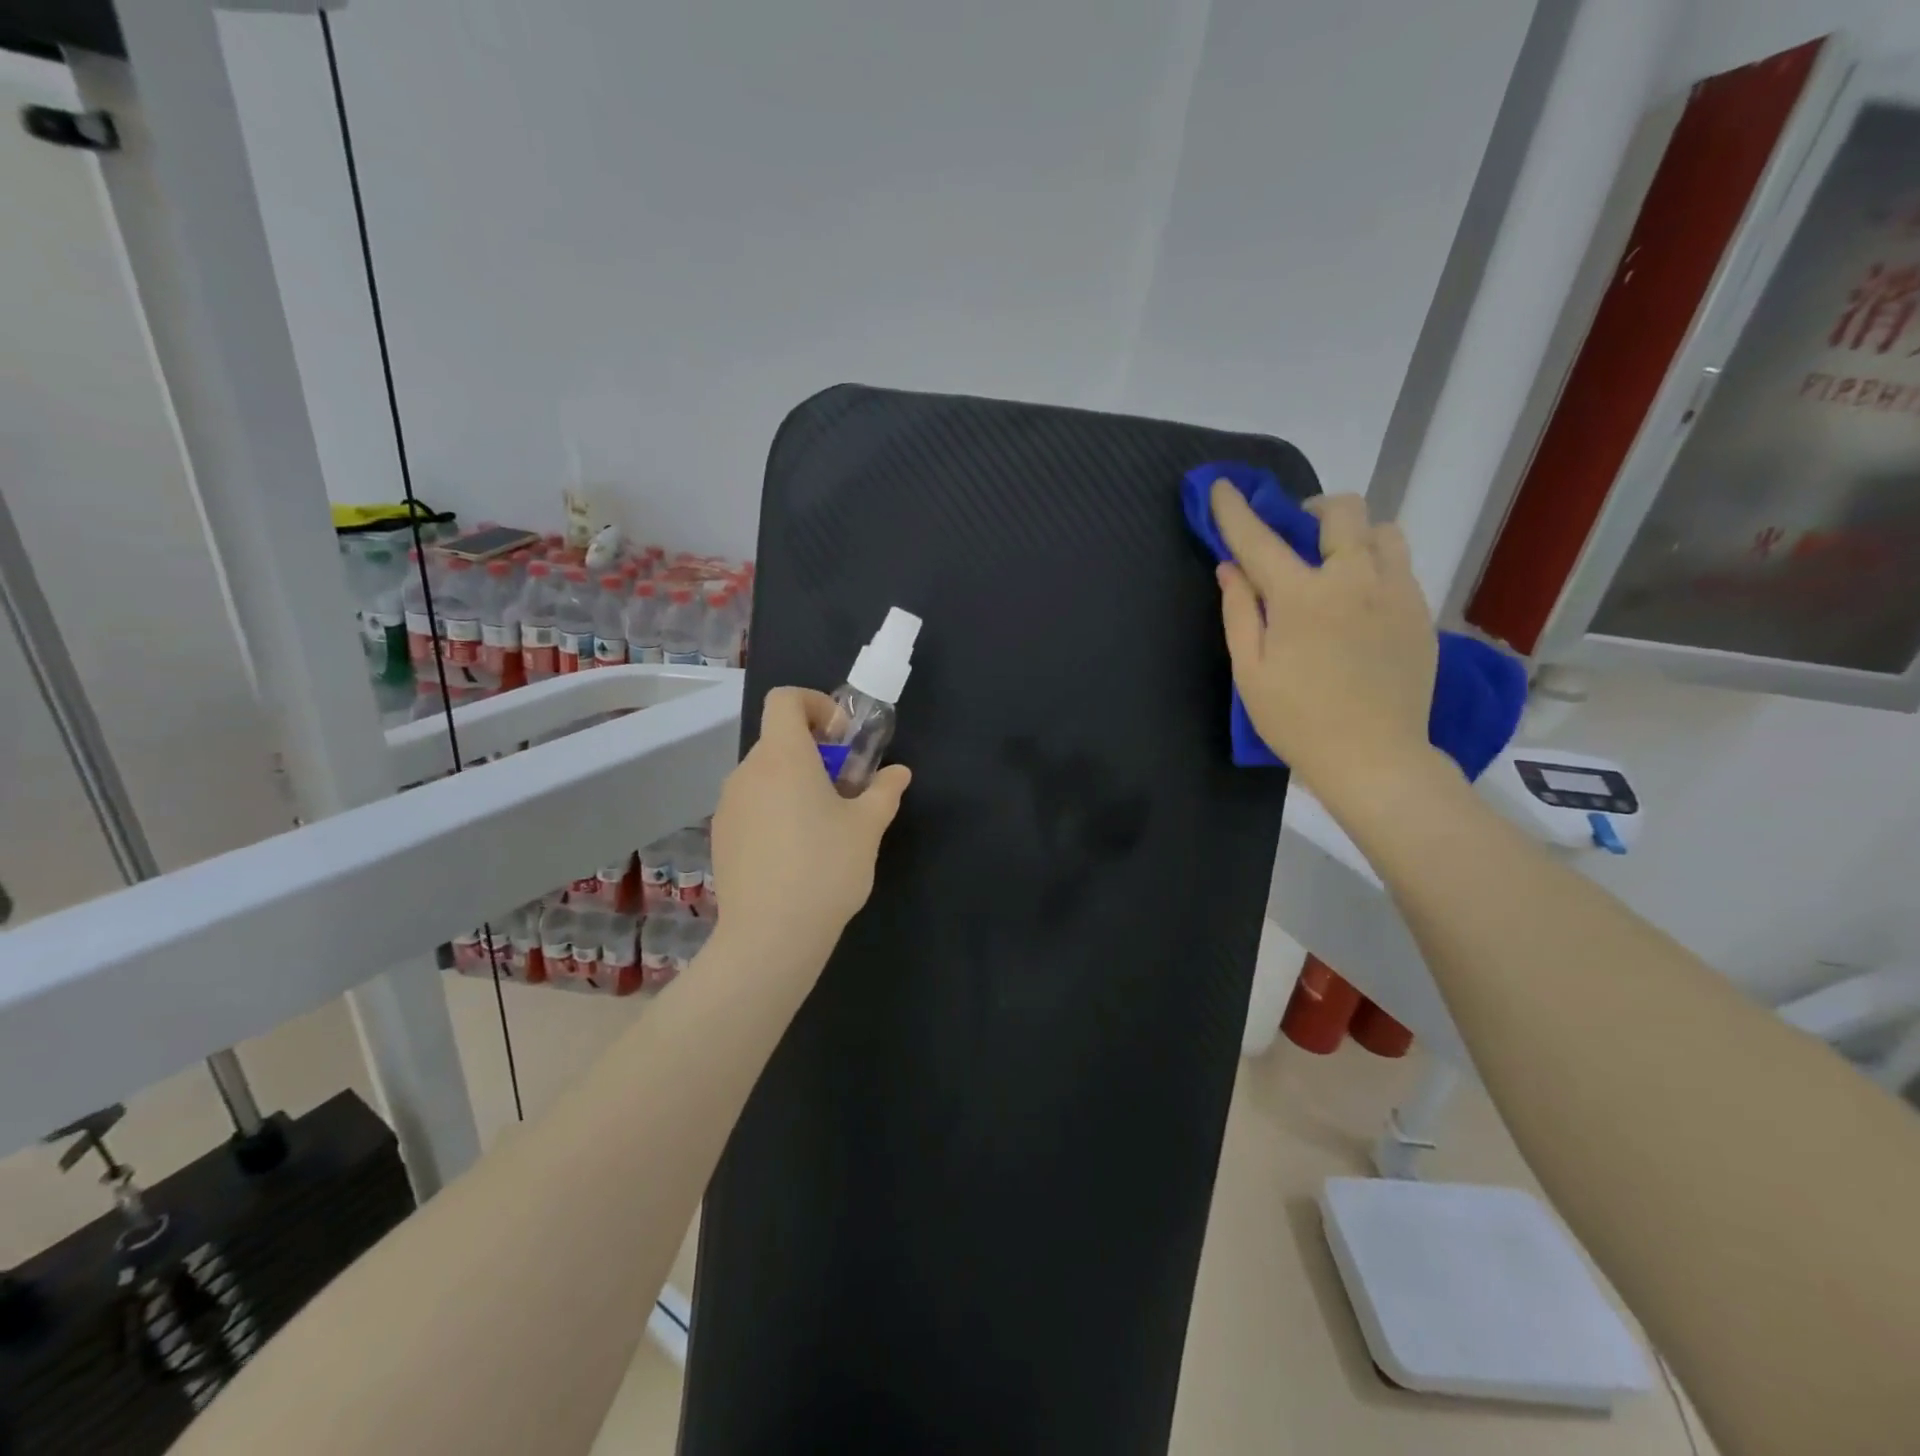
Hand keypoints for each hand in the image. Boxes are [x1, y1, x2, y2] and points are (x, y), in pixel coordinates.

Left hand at [710, 687, 910, 971]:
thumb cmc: (825, 868)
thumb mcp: (867, 827)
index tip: (841, 738)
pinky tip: (794, 852)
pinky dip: (774, 809)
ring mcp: (728, 805)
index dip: (814, 704)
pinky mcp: (720, 835)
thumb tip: (898, 773)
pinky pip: (751, 804)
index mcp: (784, 757)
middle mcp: (748, 772)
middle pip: (778, 740)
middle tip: (844, 788)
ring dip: (794, 782)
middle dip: (814, 751)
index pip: (784, 700)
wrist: (770, 936)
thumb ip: (884, 791)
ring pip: (765, 775)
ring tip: (822, 824)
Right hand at [1212, 481, 1439, 802]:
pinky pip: (1401, 565)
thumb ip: (1239, 613)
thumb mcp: (1251, 672)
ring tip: (1335, 565)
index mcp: (1303, 597)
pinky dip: (1375, 564)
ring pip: (1383, 531)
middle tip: (1296, 535)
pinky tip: (1359, 600)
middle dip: (1312, 510)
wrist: (1375, 759)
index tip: (1222, 487)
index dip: (1236, 511)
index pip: (1261, 539)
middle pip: (1342, 511)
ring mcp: (1396, 593)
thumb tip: (1230, 568)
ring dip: (1353, 534)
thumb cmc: (1298, 720)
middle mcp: (1355, 580)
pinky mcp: (1421, 613)